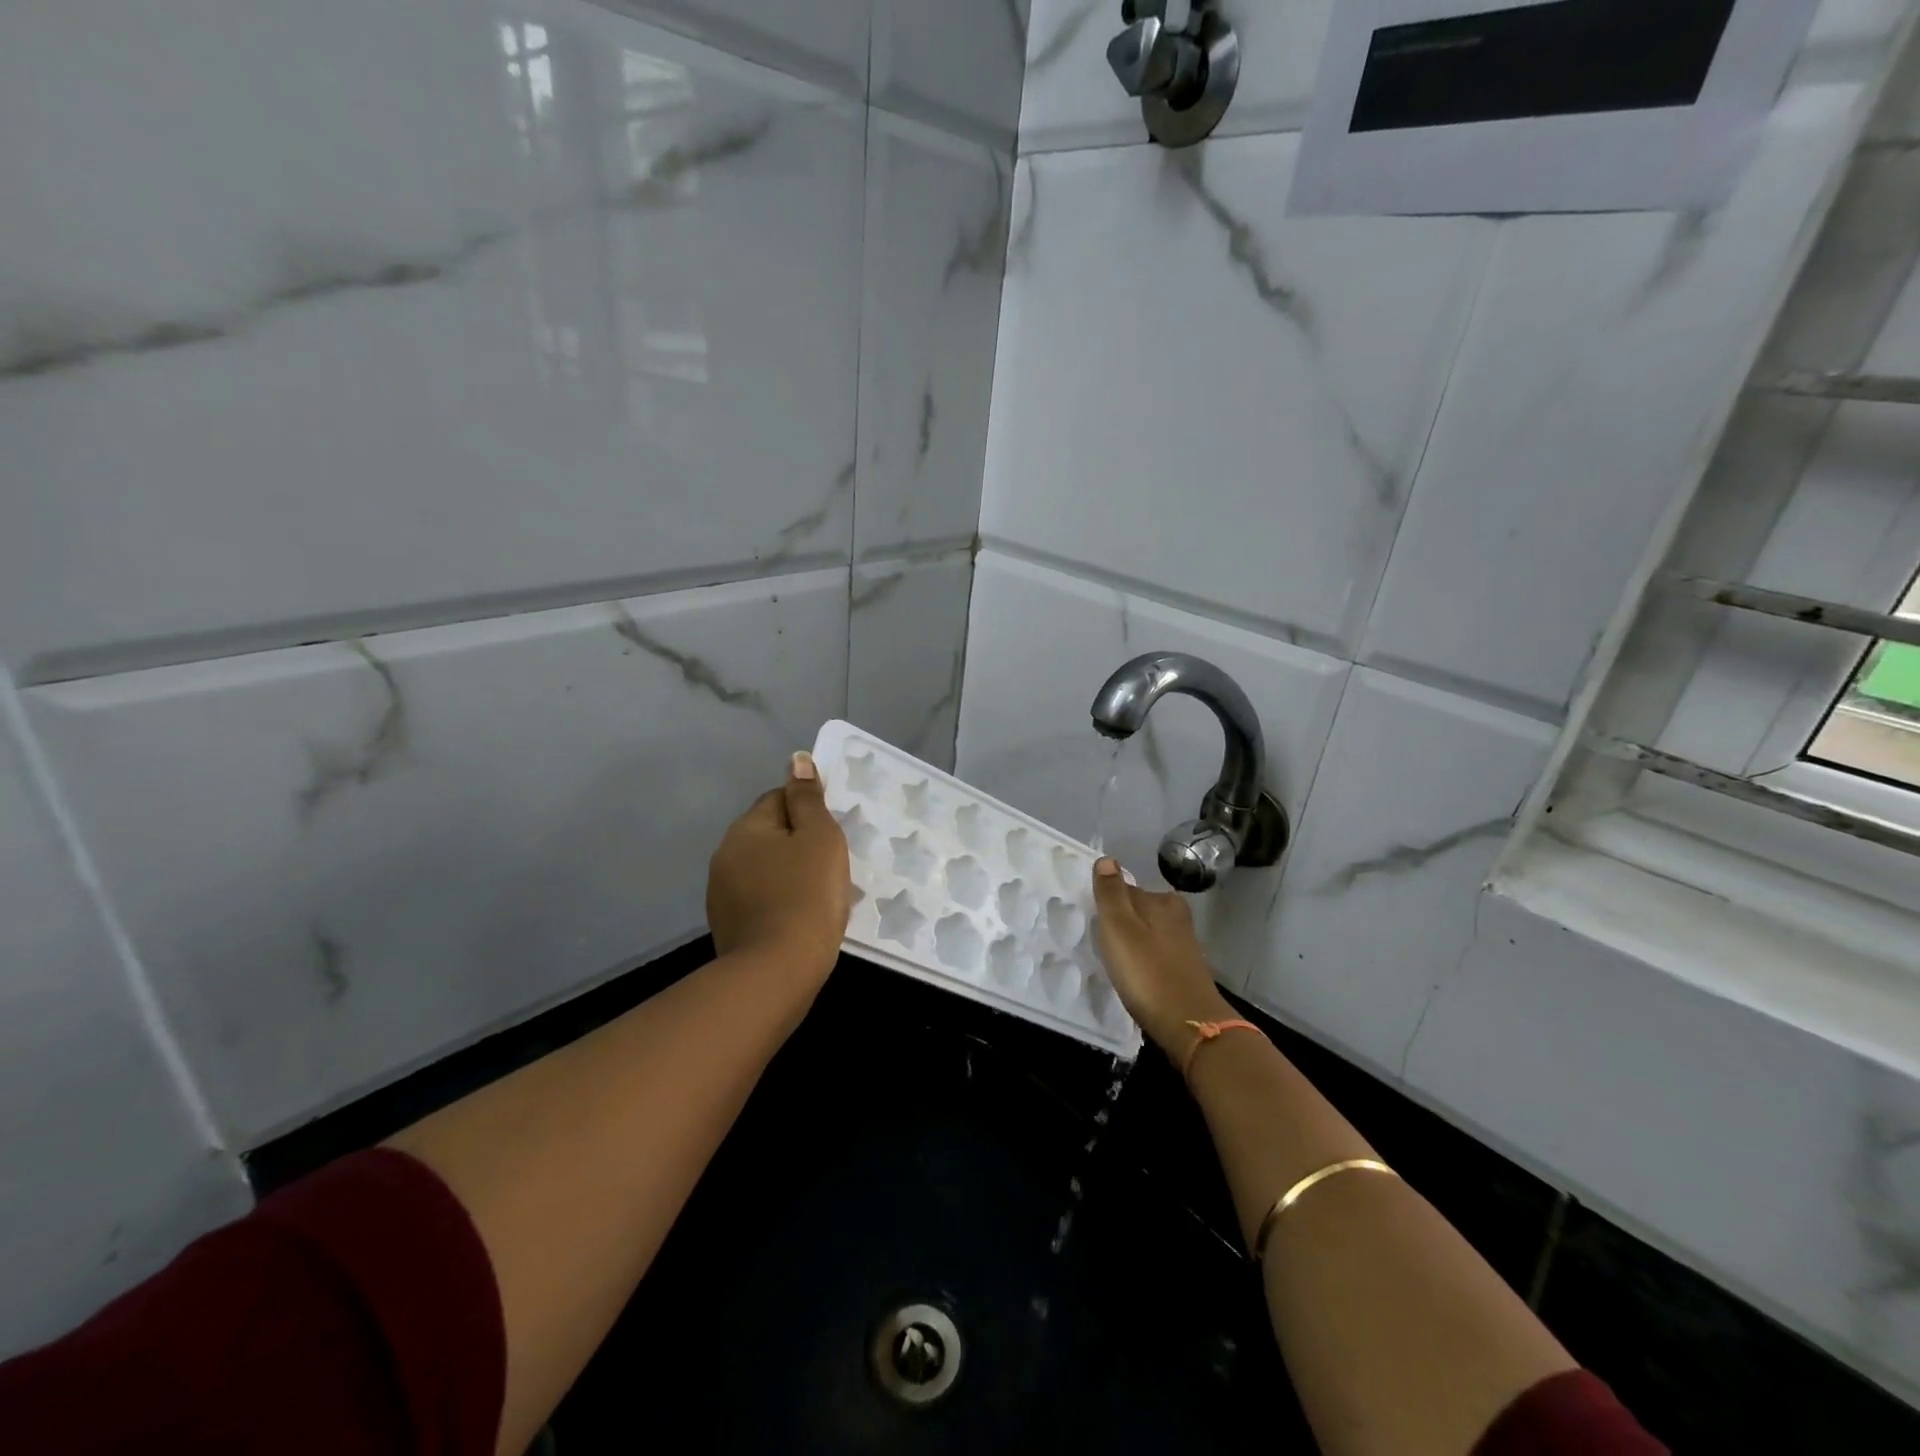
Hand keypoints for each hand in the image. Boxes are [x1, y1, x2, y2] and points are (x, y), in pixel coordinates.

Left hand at [706, 751, 851, 982]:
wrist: (777, 972)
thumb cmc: (807, 895)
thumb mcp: (820, 838)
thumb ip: (808, 798)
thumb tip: (796, 760)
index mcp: (746, 828)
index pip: (779, 799)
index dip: (809, 811)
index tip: (832, 835)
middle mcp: (725, 855)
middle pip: (769, 834)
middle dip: (798, 843)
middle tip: (831, 865)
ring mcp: (721, 894)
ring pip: (764, 868)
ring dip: (788, 873)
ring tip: (819, 894)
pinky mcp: (727, 926)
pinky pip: (759, 898)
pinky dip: (779, 901)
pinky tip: (800, 918)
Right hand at [1091, 857, 1232, 1056]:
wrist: (1189, 1025)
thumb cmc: (1147, 972)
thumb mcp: (1119, 928)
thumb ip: (1111, 893)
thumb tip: (1107, 859)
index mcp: (1161, 901)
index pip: (1125, 888)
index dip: (1106, 903)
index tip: (1092, 921)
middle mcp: (1176, 916)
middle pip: (1138, 909)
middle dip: (1120, 920)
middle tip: (1100, 942)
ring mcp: (1184, 944)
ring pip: (1148, 932)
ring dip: (1131, 942)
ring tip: (1113, 960)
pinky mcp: (1185, 969)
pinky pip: (1155, 953)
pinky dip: (1143, 959)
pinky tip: (1134, 975)